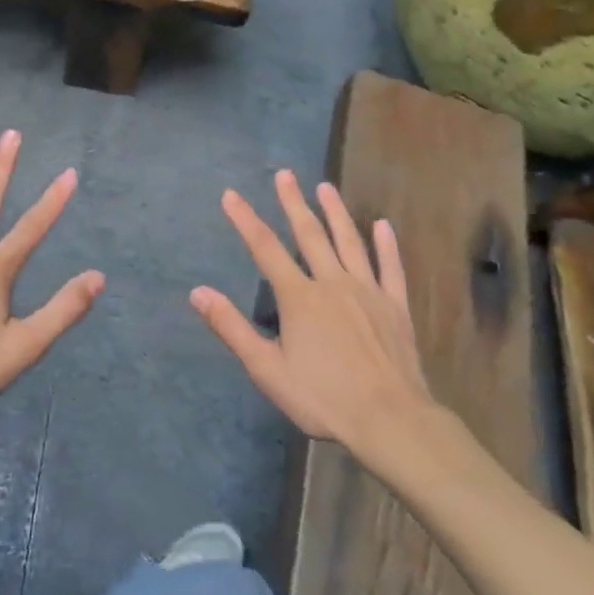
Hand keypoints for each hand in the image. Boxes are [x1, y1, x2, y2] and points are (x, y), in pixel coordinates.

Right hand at [191, 171, 432, 454]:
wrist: (389, 419)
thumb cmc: (322, 398)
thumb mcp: (267, 369)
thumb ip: (232, 328)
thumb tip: (198, 292)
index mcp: (299, 297)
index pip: (265, 249)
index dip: (245, 220)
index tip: (231, 195)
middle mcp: (332, 283)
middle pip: (309, 234)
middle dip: (293, 203)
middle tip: (285, 174)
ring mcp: (368, 291)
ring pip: (349, 242)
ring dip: (336, 212)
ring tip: (325, 187)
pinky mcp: (394, 306)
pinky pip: (390, 268)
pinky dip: (386, 246)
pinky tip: (384, 226)